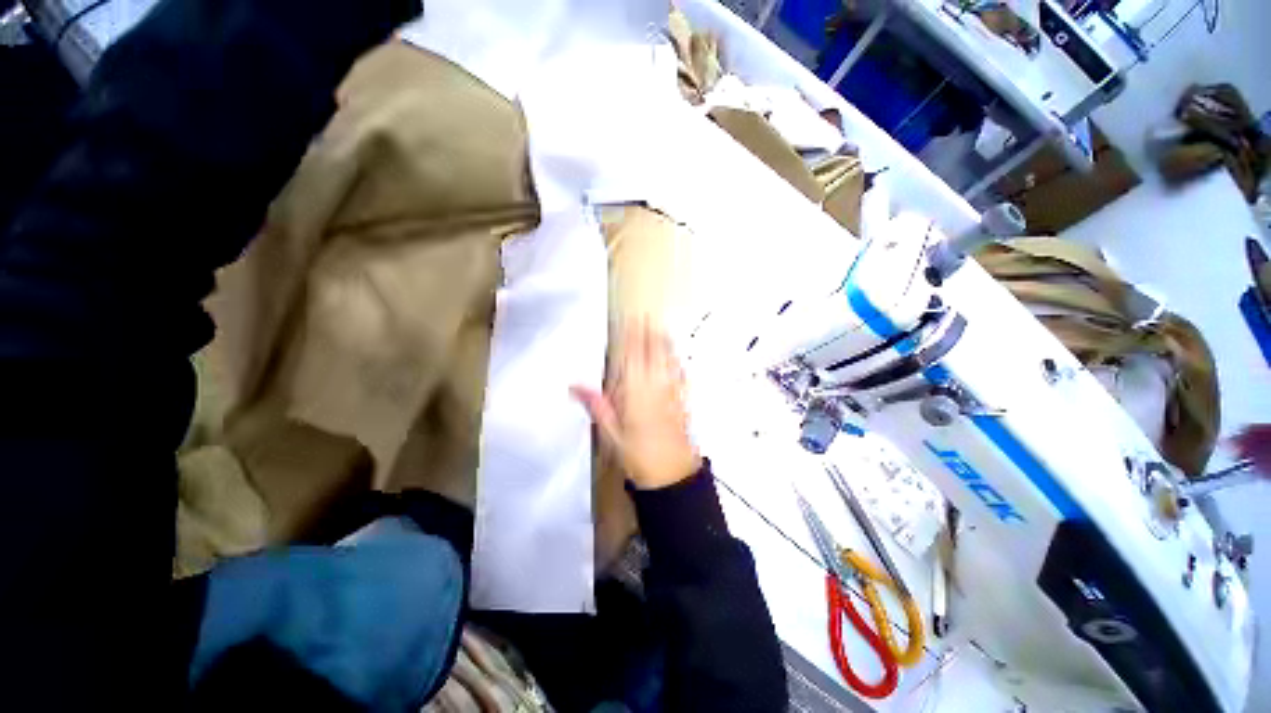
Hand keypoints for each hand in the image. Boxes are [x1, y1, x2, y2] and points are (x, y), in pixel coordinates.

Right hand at [572, 322, 701, 489]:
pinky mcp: (682, 399)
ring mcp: (671, 390)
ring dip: (663, 341)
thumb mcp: (610, 433)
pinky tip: (676, 355)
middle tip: (645, 314)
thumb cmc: (636, 453)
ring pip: (667, 359)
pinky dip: (676, 360)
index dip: (630, 336)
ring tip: (660, 326)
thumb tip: (574, 385)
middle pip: (651, 353)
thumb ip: (596, 405)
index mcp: (634, 391)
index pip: (631, 357)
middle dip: (648, 333)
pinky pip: (680, 373)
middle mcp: (655, 385)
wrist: (671, 472)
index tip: (629, 319)